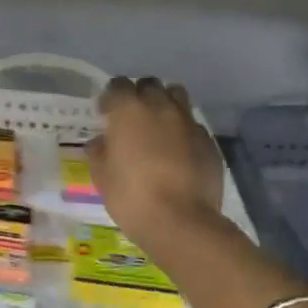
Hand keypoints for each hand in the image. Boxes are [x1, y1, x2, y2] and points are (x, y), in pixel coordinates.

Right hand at [89, 76, 223, 246]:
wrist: (182, 222)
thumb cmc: (132, 198)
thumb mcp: (102, 177)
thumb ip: (99, 153)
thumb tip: (99, 142)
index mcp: (129, 111)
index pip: (118, 85)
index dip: (111, 98)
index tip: (106, 114)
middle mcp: (160, 107)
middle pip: (150, 85)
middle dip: (140, 95)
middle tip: (133, 119)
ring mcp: (188, 122)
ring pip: (177, 96)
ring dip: (165, 104)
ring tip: (159, 127)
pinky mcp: (209, 141)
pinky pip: (193, 125)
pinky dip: (183, 131)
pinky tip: (179, 152)